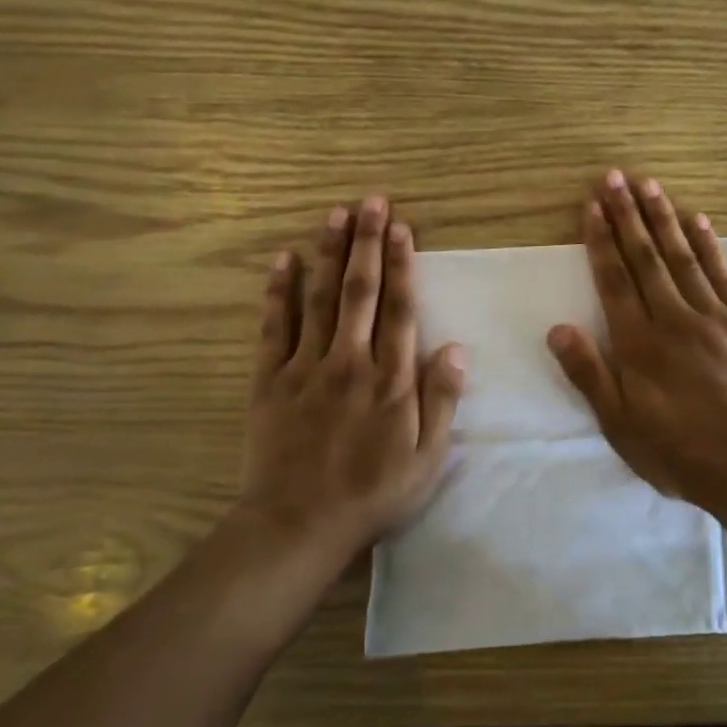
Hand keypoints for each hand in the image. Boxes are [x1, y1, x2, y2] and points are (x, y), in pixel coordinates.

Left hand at [243, 195, 466, 554]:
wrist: (299, 524)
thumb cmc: (372, 494)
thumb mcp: (426, 459)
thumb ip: (441, 401)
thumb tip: (456, 349)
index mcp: (391, 379)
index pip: (400, 309)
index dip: (402, 266)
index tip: (401, 229)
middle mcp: (351, 361)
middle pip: (361, 291)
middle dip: (367, 243)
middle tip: (371, 202)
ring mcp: (307, 367)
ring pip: (320, 299)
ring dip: (329, 254)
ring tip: (335, 215)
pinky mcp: (271, 380)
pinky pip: (274, 328)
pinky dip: (278, 292)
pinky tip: (281, 261)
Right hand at [547, 171, 726, 517]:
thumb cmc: (678, 451)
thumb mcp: (620, 424)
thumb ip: (589, 373)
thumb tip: (558, 327)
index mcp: (640, 343)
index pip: (614, 279)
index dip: (601, 240)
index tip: (592, 205)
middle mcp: (674, 318)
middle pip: (646, 257)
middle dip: (627, 215)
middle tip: (615, 177)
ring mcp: (715, 317)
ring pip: (683, 257)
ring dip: (664, 218)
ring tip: (649, 184)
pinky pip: (725, 275)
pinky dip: (710, 245)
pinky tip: (699, 220)